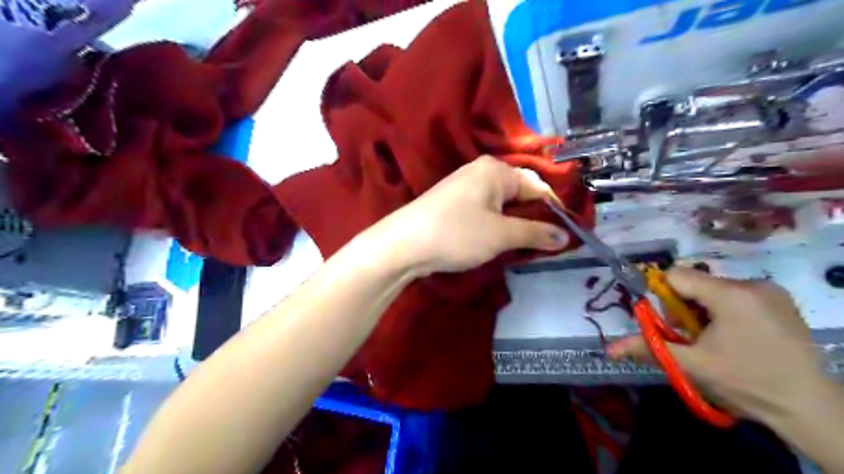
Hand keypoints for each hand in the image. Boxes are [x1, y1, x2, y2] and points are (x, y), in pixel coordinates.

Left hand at [379, 156, 570, 276]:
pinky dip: (497, 225)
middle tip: (545, 244)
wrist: (403, 244)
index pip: (538, 185)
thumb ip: (535, 233)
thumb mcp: (501, 235)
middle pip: (520, 192)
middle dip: (534, 218)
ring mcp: (464, 186)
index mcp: (496, 170)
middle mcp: (481, 171)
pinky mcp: (454, 203)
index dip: (554, 209)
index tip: (564, 235)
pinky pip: (486, 210)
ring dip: (516, 224)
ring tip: (524, 246)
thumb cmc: (457, 234)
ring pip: (503, 204)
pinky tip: (499, 241)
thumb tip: (565, 236)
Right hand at [608, 267, 828, 426]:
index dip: (665, 298)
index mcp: (731, 295)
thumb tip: (609, 348)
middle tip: (696, 339)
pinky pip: (736, 295)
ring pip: (714, 290)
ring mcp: (770, 291)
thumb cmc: (746, 383)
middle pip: (696, 283)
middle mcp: (752, 284)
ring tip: (717, 341)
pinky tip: (737, 337)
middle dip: (685, 309)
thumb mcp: (692, 365)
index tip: (673, 325)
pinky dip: (724, 311)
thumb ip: (649, 348)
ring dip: (704, 311)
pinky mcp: (781, 301)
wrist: (809, 408)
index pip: (677, 276)